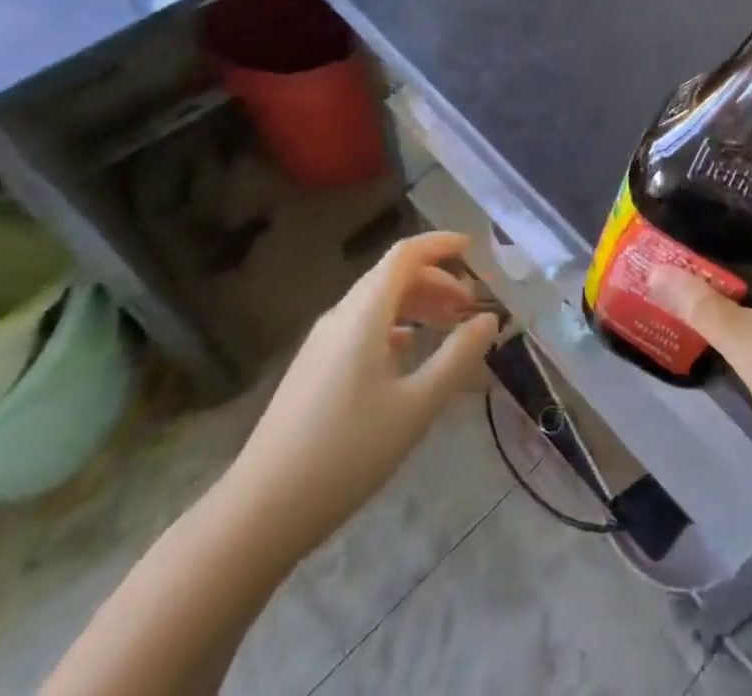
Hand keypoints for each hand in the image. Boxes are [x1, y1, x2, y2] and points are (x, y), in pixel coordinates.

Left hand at [227, 231, 500, 561]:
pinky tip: (407, 352)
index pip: (406, 254)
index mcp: (365, 313)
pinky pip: (361, 326)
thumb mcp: (416, 406)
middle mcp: (341, 315)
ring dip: (416, 304)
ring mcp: (322, 341)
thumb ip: (457, 358)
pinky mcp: (313, 367)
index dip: (440, 244)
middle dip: (436, 280)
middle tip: (470, 306)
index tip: (473, 249)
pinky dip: (394, 326)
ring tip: (448, 327)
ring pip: (376, 302)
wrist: (262, 509)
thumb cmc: (348, 452)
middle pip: (392, 275)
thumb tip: (489, 320)